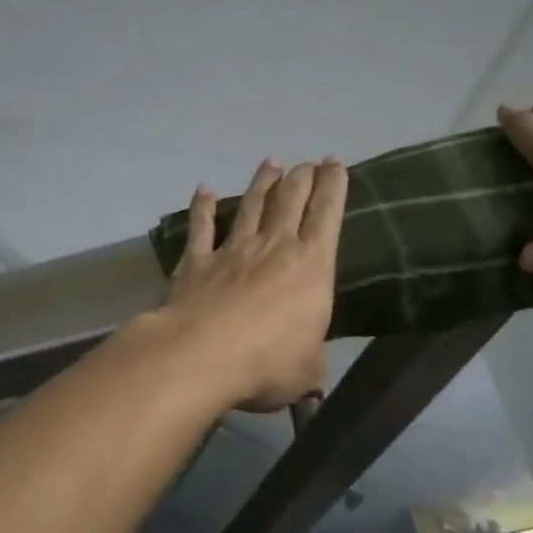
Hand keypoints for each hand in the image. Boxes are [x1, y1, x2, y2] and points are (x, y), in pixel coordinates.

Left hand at [159, 157, 347, 411]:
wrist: (202, 355)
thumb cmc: (268, 363)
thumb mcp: (307, 370)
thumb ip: (311, 359)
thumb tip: (309, 364)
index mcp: (311, 266)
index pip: (327, 215)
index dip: (333, 186)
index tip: (335, 164)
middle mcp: (273, 247)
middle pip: (290, 200)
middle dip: (301, 177)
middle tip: (307, 162)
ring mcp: (232, 250)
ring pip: (251, 205)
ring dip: (262, 182)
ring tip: (270, 163)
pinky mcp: (197, 262)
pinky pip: (201, 227)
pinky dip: (203, 207)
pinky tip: (204, 190)